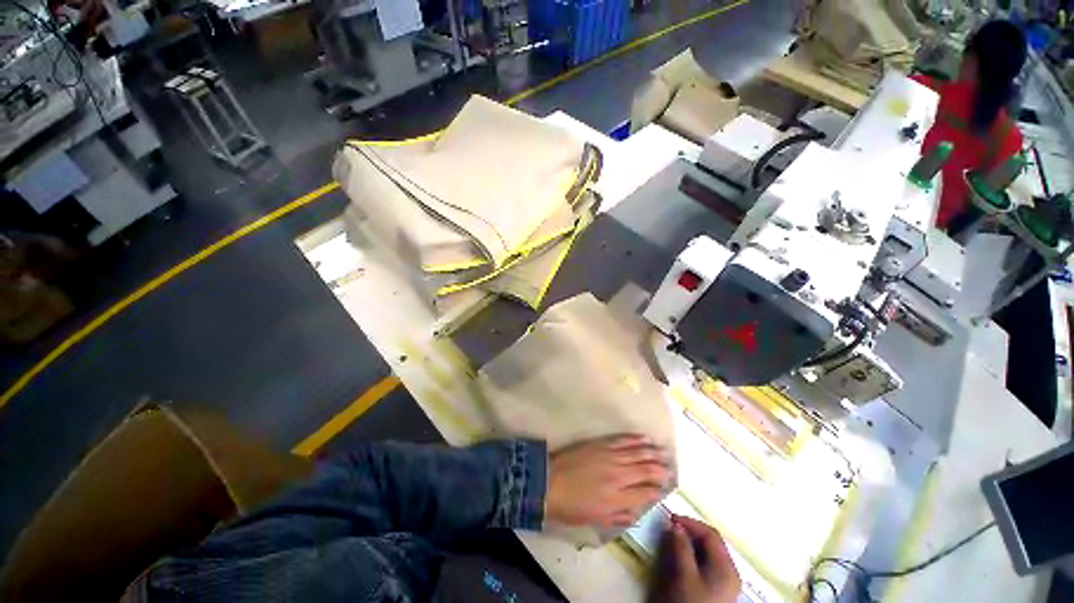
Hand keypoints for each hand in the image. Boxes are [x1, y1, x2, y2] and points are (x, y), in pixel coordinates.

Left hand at [545, 435, 672, 528]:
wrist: (549, 481)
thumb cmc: (571, 506)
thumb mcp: (596, 519)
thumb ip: (619, 516)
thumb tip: (637, 512)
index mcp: (618, 498)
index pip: (646, 493)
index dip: (658, 489)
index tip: (665, 486)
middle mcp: (619, 475)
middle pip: (646, 470)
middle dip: (661, 469)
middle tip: (671, 467)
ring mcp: (610, 456)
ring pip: (637, 452)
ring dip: (652, 451)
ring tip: (664, 451)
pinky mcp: (601, 444)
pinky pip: (622, 440)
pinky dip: (635, 438)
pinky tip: (644, 438)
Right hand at [649, 515, 740, 602]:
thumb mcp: (684, 575)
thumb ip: (681, 548)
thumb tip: (675, 526)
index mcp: (727, 567)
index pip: (711, 534)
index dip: (691, 523)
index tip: (671, 519)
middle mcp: (730, 572)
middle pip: (712, 542)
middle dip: (691, 531)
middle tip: (672, 527)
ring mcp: (726, 582)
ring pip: (709, 552)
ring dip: (692, 542)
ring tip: (674, 540)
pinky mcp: (718, 589)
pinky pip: (708, 563)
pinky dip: (694, 554)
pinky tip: (683, 557)